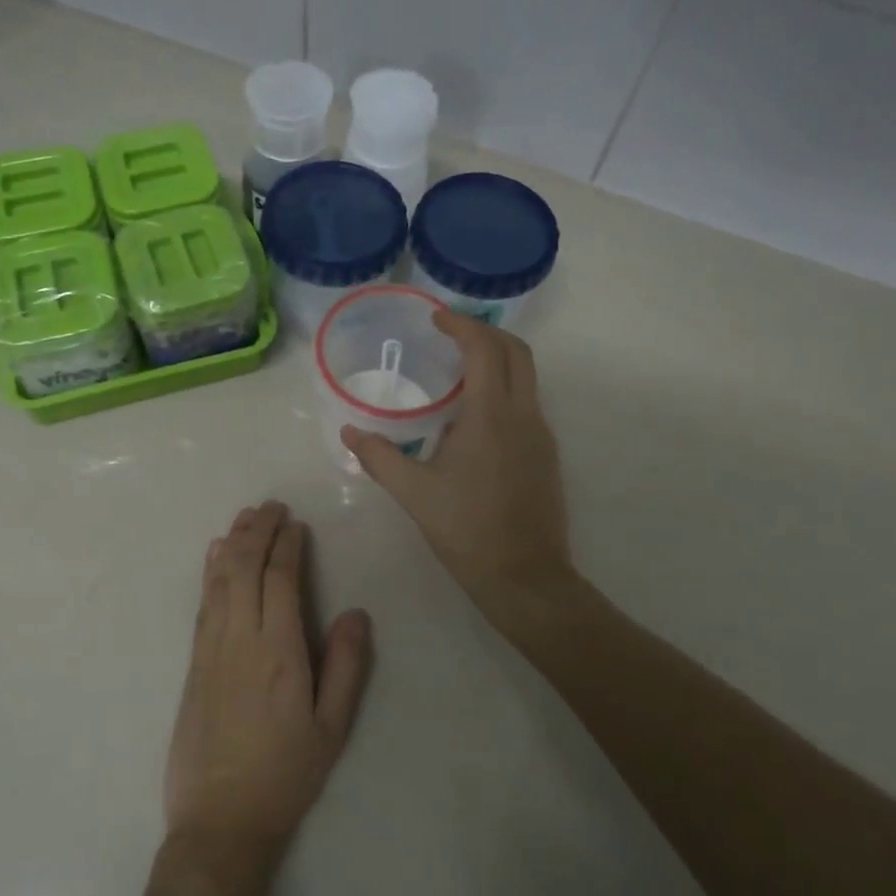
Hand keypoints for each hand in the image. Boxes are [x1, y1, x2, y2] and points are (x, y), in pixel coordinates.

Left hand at [164, 502, 373, 877]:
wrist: (220, 822)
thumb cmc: (285, 775)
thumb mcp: (331, 729)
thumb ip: (346, 667)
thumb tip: (356, 613)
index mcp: (279, 652)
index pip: (280, 580)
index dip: (287, 546)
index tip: (295, 524)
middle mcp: (241, 639)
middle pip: (245, 568)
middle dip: (258, 531)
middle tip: (272, 506)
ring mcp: (211, 649)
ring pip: (220, 579)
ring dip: (233, 542)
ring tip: (247, 516)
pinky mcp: (193, 663)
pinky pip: (203, 603)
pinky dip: (210, 571)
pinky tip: (215, 554)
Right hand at [343, 311, 572, 628]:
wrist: (525, 576)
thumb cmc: (467, 530)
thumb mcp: (414, 493)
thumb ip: (379, 457)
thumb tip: (349, 432)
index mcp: (491, 416)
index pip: (484, 349)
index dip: (461, 326)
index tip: (436, 319)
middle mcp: (524, 414)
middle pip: (516, 351)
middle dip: (485, 332)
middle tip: (451, 334)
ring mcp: (541, 433)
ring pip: (527, 376)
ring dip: (497, 359)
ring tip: (458, 369)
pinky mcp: (546, 453)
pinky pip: (527, 402)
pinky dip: (504, 387)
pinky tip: (474, 415)